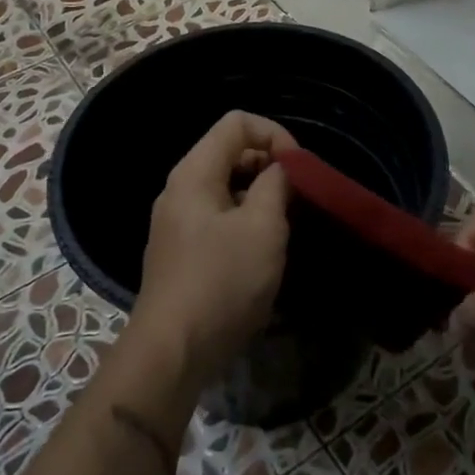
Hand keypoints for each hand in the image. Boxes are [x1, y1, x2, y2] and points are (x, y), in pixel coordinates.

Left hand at [135, 111, 298, 386]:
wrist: (174, 351)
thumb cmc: (222, 282)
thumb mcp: (262, 227)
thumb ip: (276, 185)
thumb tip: (282, 169)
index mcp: (195, 173)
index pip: (238, 123)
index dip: (275, 134)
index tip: (300, 169)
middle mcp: (181, 189)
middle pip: (230, 151)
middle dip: (270, 165)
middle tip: (299, 197)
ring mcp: (178, 221)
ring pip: (227, 186)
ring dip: (261, 195)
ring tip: (288, 223)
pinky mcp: (183, 250)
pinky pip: (220, 216)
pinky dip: (246, 219)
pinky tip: (264, 249)